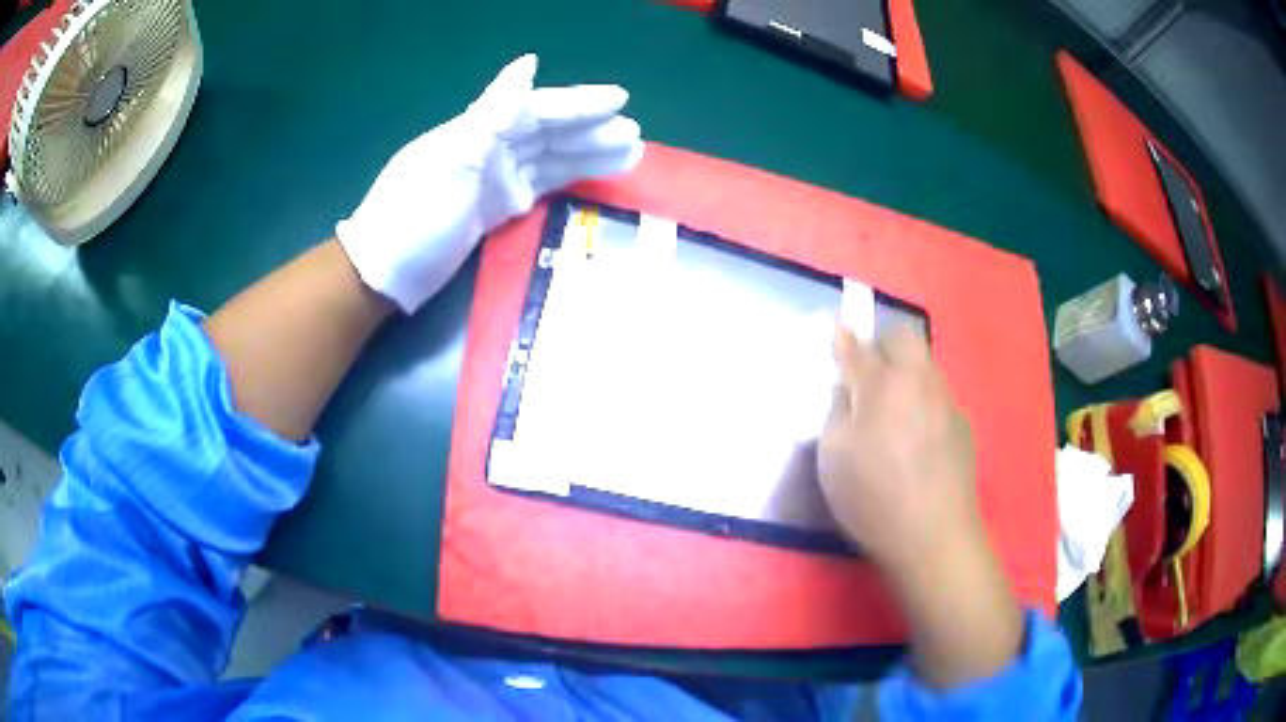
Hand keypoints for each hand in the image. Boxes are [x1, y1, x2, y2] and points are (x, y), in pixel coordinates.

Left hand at [337, 54, 643, 311]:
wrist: (384, 272)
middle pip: (551, 134)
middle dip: (592, 131)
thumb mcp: (452, 158)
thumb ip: (493, 111)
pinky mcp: (497, 209)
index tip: (621, 101)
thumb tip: (528, 63)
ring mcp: (495, 180)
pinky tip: (591, 177)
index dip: (579, 104)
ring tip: (631, 154)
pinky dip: (568, 180)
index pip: (539, 111)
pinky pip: (542, 186)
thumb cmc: (414, 214)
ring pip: (552, 160)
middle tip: (636, 134)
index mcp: (480, 132)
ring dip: (589, 155)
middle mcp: (491, 149)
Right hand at [818, 323, 980, 569]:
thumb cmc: (873, 497)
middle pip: (905, 337)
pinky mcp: (963, 426)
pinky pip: (939, 398)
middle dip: (884, 342)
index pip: (858, 348)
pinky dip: (924, 404)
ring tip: (895, 410)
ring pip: (926, 366)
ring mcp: (946, 402)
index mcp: (882, 385)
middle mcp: (919, 381)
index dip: (844, 338)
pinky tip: (918, 441)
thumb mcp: (834, 458)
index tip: (838, 328)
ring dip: (907, 373)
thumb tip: (847, 387)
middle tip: (869, 371)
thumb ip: (838, 411)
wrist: (933, 535)